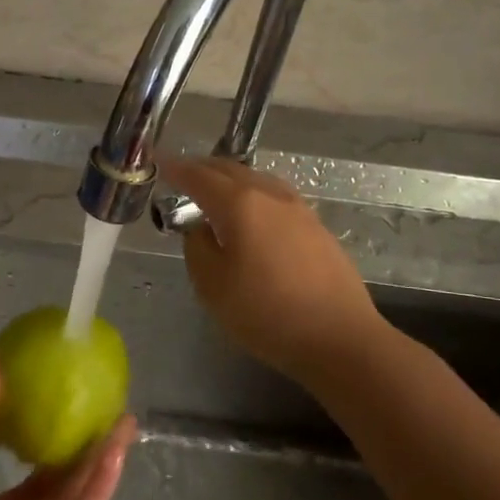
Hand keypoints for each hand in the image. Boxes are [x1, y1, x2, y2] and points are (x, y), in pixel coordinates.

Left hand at [0, 351, 136, 499]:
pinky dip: (100, 483)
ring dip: (96, 455)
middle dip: (71, 437)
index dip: (25, 419)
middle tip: (98, 399)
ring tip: (122, 415)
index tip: (50, 384)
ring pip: (70, 491)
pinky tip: (117, 448)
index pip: (0, 451)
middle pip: (45, 473)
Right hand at [162, 155, 381, 380]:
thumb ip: (197, 247)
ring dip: (231, 180)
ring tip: (214, 192)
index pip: (199, 176)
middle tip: (182, 175)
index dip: (176, 169)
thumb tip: (200, 227)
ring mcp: (299, 209)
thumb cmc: (266, 313)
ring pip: (256, 180)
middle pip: (231, 170)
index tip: (159, 163)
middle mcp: (270, 195)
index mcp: (240, 204)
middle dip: (203, 169)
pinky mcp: (316, 226)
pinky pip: (275, 197)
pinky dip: (253, 195)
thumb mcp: (212, 286)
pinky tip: (251, 214)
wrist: (339, 337)